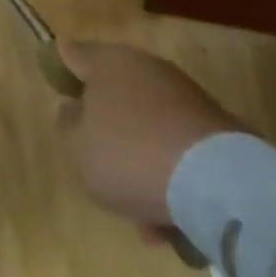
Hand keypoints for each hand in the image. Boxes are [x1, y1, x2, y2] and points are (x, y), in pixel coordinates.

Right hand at [56, 42, 245, 229]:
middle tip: (99, 167)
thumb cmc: (130, 154)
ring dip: (141, 162)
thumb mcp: (79, 147)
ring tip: (143, 218)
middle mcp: (145, 67)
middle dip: (107, 130)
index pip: (72, 55)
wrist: (216, 181)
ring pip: (147, 128)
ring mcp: (184, 95)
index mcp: (107, 62)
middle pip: (114, 94)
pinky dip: (170, 177)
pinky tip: (170, 221)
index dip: (61, 72)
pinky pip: (177, 149)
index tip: (58, 95)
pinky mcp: (216, 126)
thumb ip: (70, 124)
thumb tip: (76, 108)